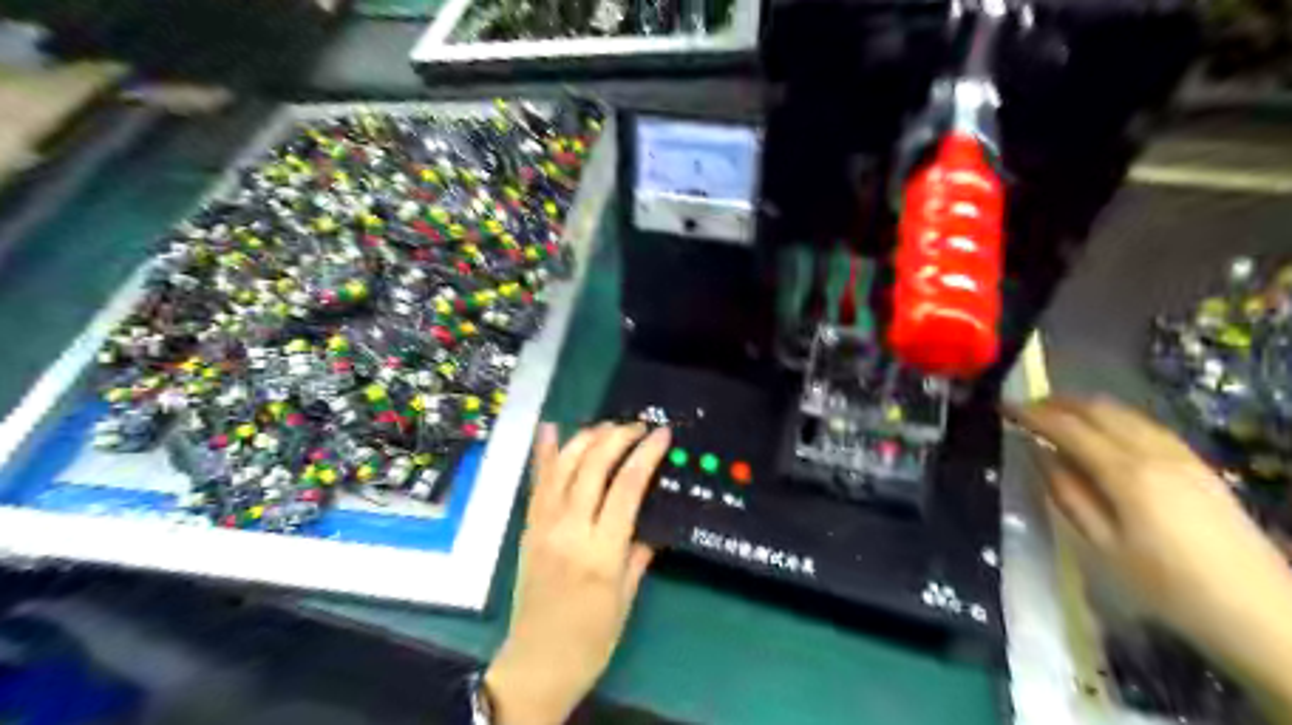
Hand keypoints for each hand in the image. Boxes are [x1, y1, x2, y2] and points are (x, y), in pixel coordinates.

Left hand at [480, 422, 666, 723]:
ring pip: (563, 466)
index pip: (627, 486)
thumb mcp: (625, 599)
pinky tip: (550, 428)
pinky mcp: (528, 527)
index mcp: (601, 551)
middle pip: (593, 466)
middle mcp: (569, 529)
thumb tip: (651, 525)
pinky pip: (537, 482)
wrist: (537, 663)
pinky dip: (543, 453)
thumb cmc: (591, 639)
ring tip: (608, 426)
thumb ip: (638, 554)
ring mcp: (543, 525)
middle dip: (618, 437)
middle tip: (638, 427)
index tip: (662, 434)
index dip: (646, 454)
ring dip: (586, 438)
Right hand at [1008, 396, 1290, 706]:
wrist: (1260, 612)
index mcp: (1125, 473)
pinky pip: (1146, 425)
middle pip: (1099, 409)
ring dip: (1085, 407)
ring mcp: (1182, 455)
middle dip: (1057, 402)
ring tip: (1056, 415)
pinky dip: (1113, 418)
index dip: (1032, 413)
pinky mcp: (1198, 465)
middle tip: (1026, 408)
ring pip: (1125, 413)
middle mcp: (1154, 452)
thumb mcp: (1102, 545)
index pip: (1068, 427)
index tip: (1004, 407)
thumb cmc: (1167, 585)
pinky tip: (1103, 431)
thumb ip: (1067, 493)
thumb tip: (1039, 454)